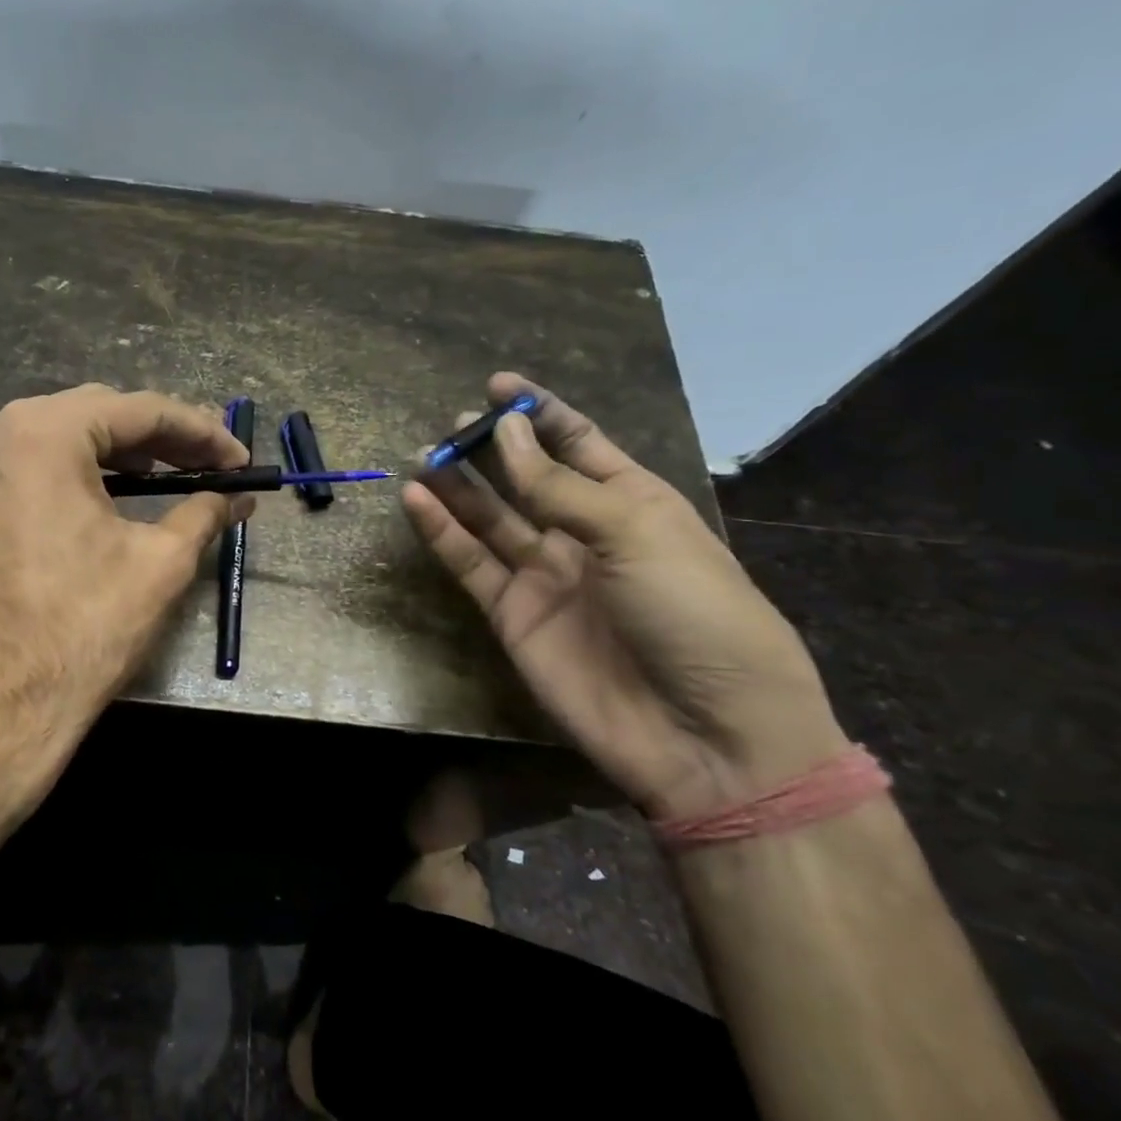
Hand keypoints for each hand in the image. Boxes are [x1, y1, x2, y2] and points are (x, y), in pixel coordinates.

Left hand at [0, 383, 247, 824]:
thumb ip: (204, 512)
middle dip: (155, 438)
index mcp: (42, 434)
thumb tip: (238, 496)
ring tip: (159, 477)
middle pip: (91, 415)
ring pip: (50, 439)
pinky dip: (63, 476)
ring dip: (108, 454)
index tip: (237, 458)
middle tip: (204, 465)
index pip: (138, 410)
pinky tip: (95, 501)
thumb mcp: (161, 563)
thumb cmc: (83, 629)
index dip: (199, 431)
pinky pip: (17, 470)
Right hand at [402, 373, 845, 820]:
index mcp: (633, 503)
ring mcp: (544, 575)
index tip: (497, 385)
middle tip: (452, 424)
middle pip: (526, 477)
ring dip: (456, 486)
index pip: (579, 442)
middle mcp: (583, 533)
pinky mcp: (513, 614)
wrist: (704, 734)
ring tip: (421, 455)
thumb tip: (504, 432)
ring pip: (489, 518)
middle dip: (490, 447)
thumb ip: (559, 486)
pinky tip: (416, 500)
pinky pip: (470, 563)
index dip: (540, 413)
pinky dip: (442, 532)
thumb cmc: (695, 614)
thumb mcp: (636, 533)